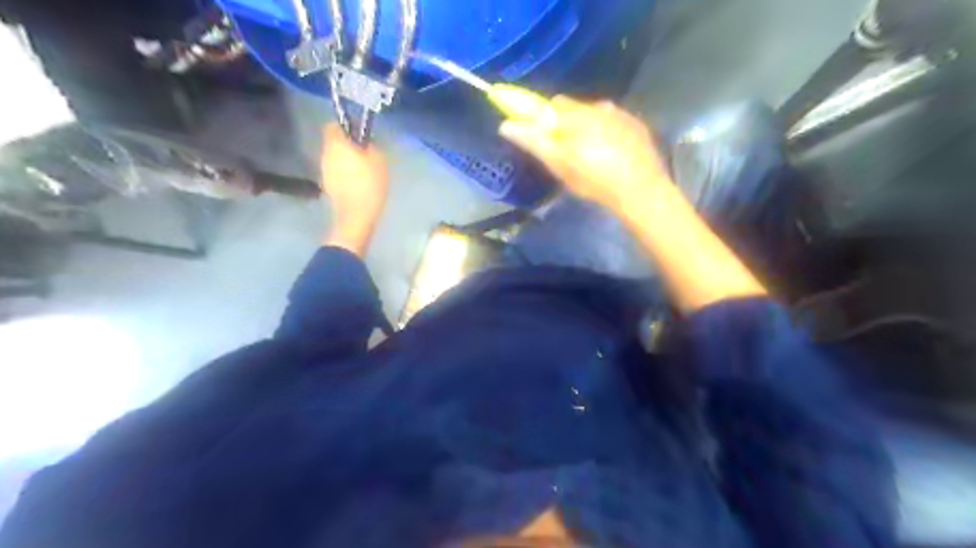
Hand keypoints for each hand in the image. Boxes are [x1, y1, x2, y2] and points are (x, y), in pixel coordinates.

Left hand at [323, 122, 391, 254]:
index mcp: (336, 144)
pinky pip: (336, 173)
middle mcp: (325, 154)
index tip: (359, 135)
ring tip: (363, 171)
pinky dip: (344, 175)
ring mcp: (324, 171)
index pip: (333, 125)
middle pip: (334, 143)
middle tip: (365, 154)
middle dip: (347, 146)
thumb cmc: (369, 184)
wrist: (356, 216)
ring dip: (346, 161)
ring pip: (334, 159)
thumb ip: (371, 146)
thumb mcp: (379, 160)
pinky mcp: (327, 186)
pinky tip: (357, 184)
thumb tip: (365, 143)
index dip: (345, 128)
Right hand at [499, 96, 676, 216]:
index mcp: (578, 116)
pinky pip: (614, 121)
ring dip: (587, 126)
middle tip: (566, 150)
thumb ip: (534, 142)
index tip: (544, 134)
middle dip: (565, 122)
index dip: (544, 116)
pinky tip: (612, 154)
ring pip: (595, 114)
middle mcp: (599, 107)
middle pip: (574, 108)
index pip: (553, 104)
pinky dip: (607, 132)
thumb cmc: (595, 181)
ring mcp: (621, 115)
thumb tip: (506, 125)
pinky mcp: (637, 125)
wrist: (641, 191)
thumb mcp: (560, 166)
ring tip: (592, 155)